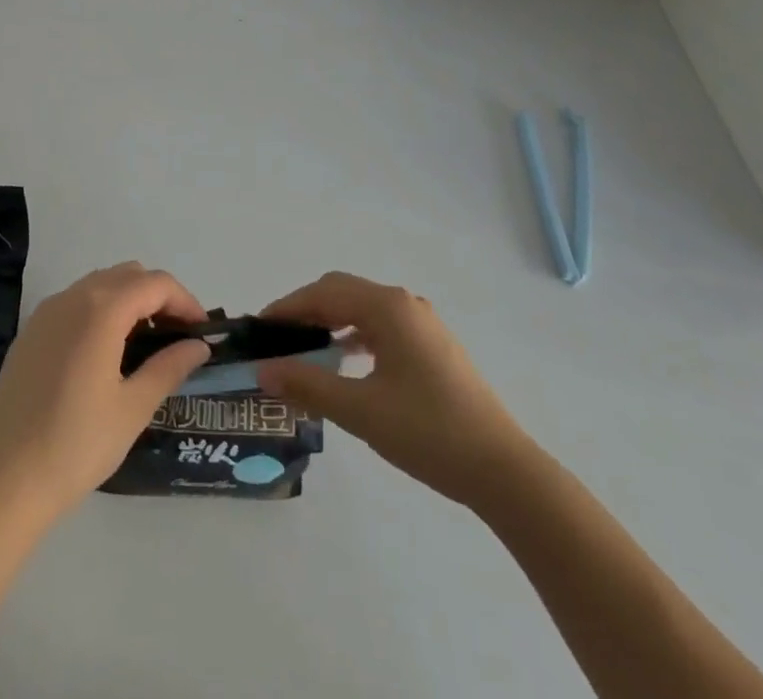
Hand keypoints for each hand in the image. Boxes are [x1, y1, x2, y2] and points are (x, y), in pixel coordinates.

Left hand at [0, 262, 210, 521]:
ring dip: (130, 301)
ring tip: (146, 345)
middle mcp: (72, 297)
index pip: (156, 284)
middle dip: (159, 297)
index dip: (185, 301)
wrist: (5, 480)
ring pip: (100, 284)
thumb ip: (169, 367)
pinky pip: (75, 302)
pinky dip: (101, 310)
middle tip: (177, 337)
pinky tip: (106, 353)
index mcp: (101, 310)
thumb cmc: (77, 445)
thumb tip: (198, 346)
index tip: (201, 333)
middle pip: (128, 275)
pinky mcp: (31, 331)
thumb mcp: (133, 408)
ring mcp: (46, 311)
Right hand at [255, 271, 533, 512]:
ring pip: (363, 308)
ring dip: (331, 321)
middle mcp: (405, 303)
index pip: (323, 294)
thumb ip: (308, 384)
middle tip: (277, 339)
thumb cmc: (427, 432)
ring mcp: (423, 323)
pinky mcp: (434, 346)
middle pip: (342, 292)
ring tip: (305, 349)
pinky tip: (347, 360)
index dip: (287, 308)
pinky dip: (355, 334)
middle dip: (306, 310)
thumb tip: (264, 370)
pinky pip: (382, 326)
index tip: (258, 328)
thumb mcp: (360, 410)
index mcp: (387, 307)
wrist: (503, 471)